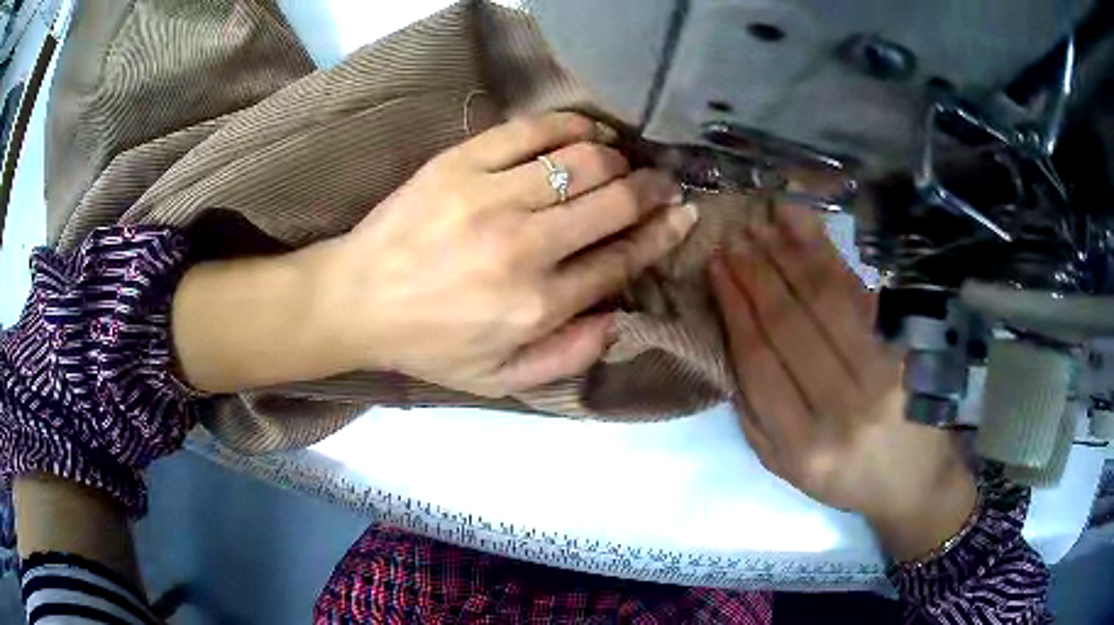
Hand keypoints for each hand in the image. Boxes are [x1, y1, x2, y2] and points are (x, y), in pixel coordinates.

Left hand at [324, 112, 696, 396]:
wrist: (356, 300)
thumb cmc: (428, 344)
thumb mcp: (500, 379)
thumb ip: (568, 358)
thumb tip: (623, 320)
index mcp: (537, 306)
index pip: (622, 259)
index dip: (662, 233)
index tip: (684, 214)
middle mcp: (525, 248)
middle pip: (614, 203)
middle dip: (651, 189)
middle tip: (662, 183)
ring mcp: (491, 198)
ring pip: (583, 161)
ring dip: (617, 158)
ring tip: (623, 160)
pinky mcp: (460, 164)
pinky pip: (532, 130)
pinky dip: (572, 124)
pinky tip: (588, 131)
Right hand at [709, 205, 975, 560]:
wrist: (916, 481)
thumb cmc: (845, 478)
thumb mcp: (786, 467)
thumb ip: (754, 415)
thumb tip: (730, 341)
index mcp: (804, 447)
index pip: (761, 363)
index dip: (736, 309)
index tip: (717, 271)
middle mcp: (843, 409)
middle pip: (791, 326)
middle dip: (756, 274)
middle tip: (733, 238)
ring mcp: (881, 374)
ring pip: (826, 301)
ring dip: (788, 256)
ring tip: (762, 224)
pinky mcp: (905, 348)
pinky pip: (860, 295)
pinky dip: (829, 257)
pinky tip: (806, 229)